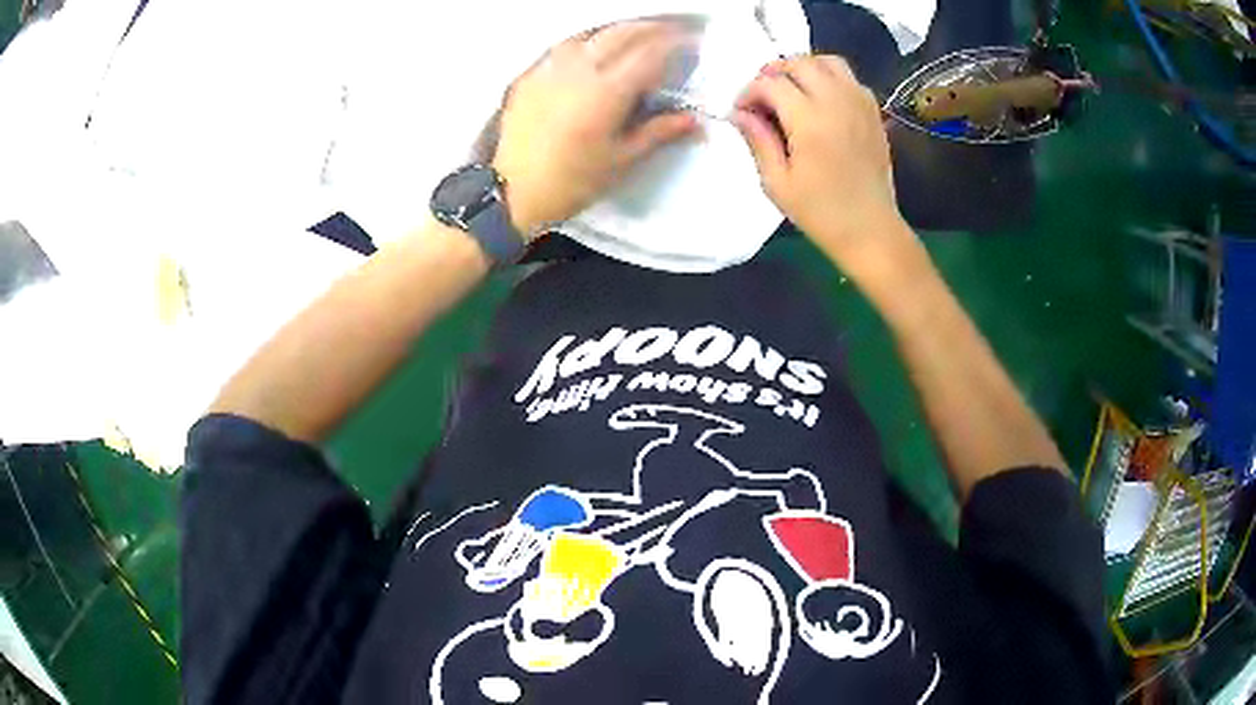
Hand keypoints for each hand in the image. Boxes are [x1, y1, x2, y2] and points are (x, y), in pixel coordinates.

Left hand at [492, 21, 699, 236]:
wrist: (512, 191)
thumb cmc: (572, 181)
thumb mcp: (621, 160)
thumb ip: (659, 132)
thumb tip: (695, 121)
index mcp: (607, 91)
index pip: (650, 53)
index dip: (675, 42)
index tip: (692, 41)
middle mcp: (579, 69)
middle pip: (621, 33)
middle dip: (650, 28)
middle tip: (669, 31)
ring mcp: (551, 68)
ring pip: (591, 33)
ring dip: (618, 30)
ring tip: (634, 35)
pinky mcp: (530, 75)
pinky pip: (563, 46)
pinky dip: (587, 40)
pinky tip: (593, 49)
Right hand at [733, 56, 912, 269]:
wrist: (870, 230)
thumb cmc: (820, 212)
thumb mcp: (777, 182)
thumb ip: (758, 140)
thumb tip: (739, 113)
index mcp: (809, 121)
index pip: (770, 84)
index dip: (749, 92)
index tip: (741, 111)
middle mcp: (836, 102)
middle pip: (799, 63)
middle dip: (773, 72)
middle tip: (763, 95)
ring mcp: (859, 104)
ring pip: (828, 61)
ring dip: (804, 68)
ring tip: (792, 88)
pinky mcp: (873, 113)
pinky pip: (850, 79)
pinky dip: (831, 78)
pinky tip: (821, 100)